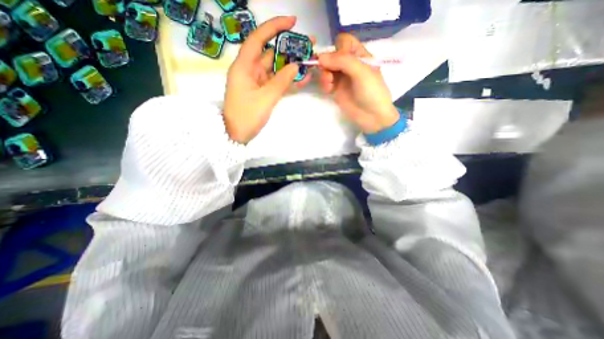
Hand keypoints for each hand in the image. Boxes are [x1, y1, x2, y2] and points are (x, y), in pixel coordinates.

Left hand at [224, 15, 313, 143]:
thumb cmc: (246, 117)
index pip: (258, 39)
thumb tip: (296, 66)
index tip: (292, 22)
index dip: (274, 27)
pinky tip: (302, 78)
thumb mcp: (265, 99)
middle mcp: (250, 70)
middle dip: (289, 48)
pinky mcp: (263, 92)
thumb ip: (281, 81)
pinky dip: (288, 80)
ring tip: (310, 60)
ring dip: (292, 65)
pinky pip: (277, 82)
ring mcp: (258, 82)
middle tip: (309, 45)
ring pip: (276, 68)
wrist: (237, 135)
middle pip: (271, 53)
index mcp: (244, 67)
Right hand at [318, 34, 400, 133]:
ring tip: (329, 84)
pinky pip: (325, 81)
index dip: (338, 48)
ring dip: (324, 74)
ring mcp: (342, 78)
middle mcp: (349, 65)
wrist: (372, 117)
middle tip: (329, 73)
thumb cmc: (372, 92)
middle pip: (332, 55)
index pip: (344, 42)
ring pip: (327, 68)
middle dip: (328, 62)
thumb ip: (343, 61)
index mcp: (360, 56)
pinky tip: (328, 90)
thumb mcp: (361, 72)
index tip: (337, 59)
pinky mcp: (336, 90)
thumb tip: (320, 57)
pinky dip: (324, 83)